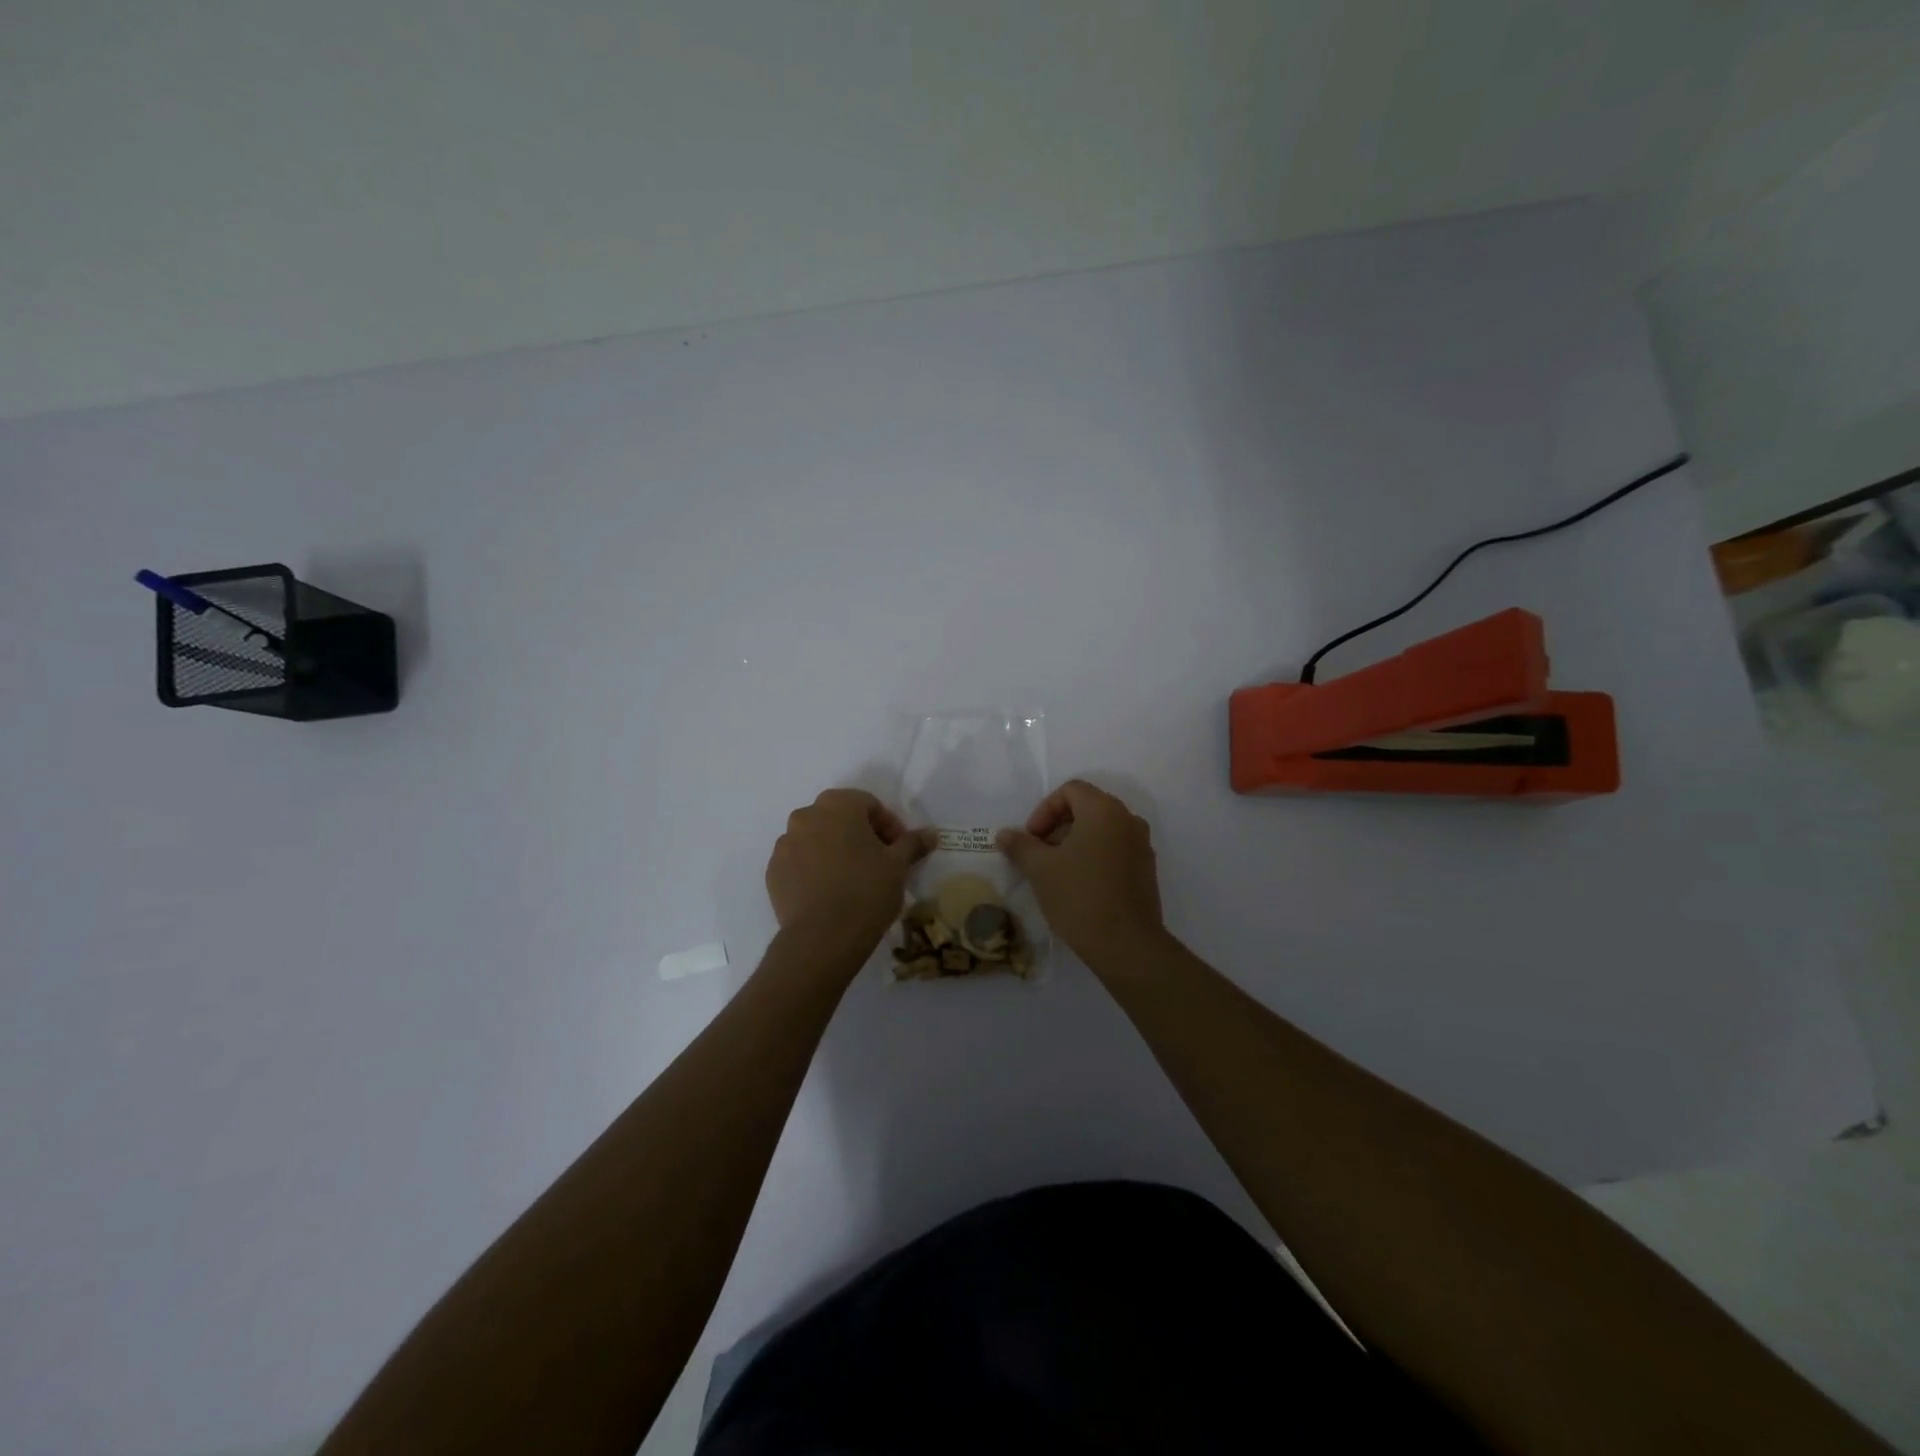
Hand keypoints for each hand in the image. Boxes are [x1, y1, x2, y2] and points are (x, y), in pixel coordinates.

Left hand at [766, 790, 935, 957]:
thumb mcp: (898, 866)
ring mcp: (785, 844)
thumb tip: (931, 833)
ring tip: (852, 879)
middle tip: (878, 862)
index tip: (899, 850)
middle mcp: (806, 816)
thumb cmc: (866, 891)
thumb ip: (913, 843)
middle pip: (839, 817)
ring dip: (835, 850)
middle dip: (860, 834)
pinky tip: (829, 892)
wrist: (822, 938)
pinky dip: (814, 868)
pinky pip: (799, 861)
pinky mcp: (773, 871)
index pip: (869, 804)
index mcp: (838, 805)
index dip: (889, 825)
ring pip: (816, 839)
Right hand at [997, 779, 1163, 962]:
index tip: (1032, 838)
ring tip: (1056, 871)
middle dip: (1058, 826)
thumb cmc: (1079, 897)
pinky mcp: (1146, 869)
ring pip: (1102, 830)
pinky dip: (1094, 855)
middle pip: (1087, 807)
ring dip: (1075, 842)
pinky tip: (1079, 885)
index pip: (1071, 790)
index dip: (1044, 809)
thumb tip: (1004, 834)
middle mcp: (1128, 819)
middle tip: (1040, 854)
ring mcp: (1141, 845)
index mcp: (1104, 810)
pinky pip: (1115, 848)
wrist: (1126, 945)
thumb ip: (1020, 845)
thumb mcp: (1040, 869)